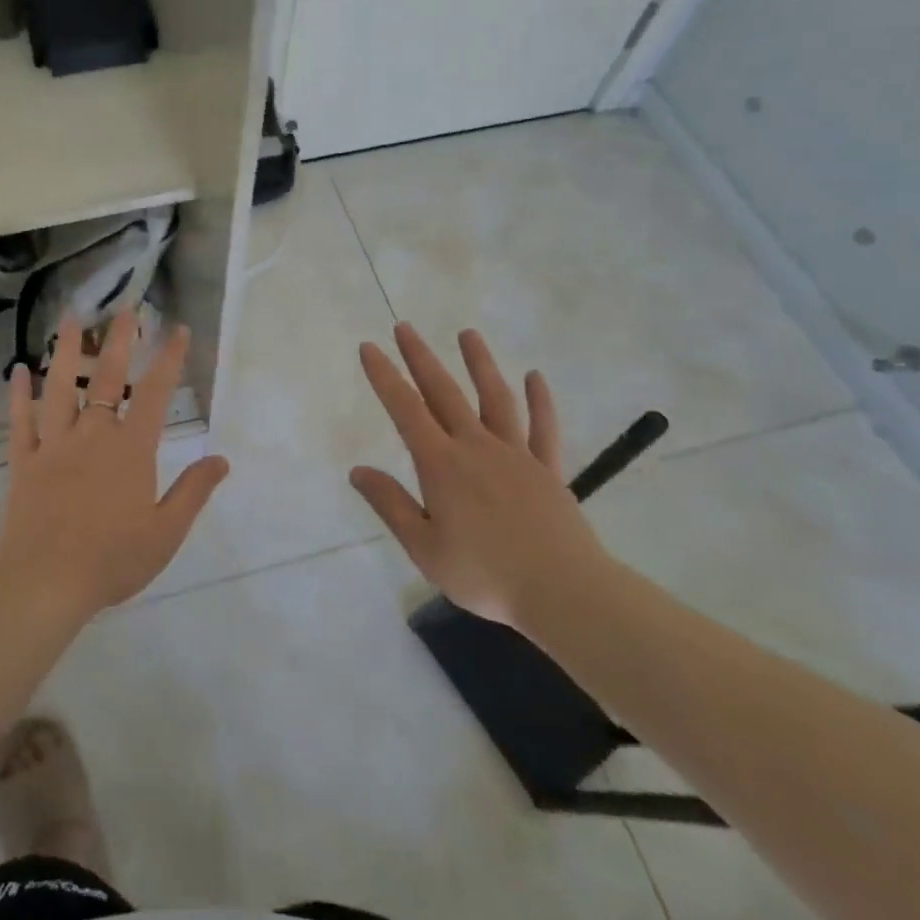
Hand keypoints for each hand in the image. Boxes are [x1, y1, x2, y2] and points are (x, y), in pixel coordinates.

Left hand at [0, 309, 230, 617]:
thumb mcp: (166, 532)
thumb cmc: (112, 559)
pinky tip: (17, 370)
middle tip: (124, 307)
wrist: (45, 583)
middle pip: (106, 376)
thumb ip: (193, 491)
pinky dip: (18, 395)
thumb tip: (222, 459)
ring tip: (70, 317)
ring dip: (65, 350)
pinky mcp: (23, 462)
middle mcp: (93, 435)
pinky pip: (20, 422)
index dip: (168, 358)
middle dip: (118, 339)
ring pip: (60, 387)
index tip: (177, 329)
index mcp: (130, 449)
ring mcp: (54, 445)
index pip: (155, 393)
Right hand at [351, 323, 613, 634]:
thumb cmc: (485, 575)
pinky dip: (539, 400)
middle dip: (421, 358)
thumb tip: (357, 471)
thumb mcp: (424, 548)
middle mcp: (476, 447)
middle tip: (405, 327)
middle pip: (444, 392)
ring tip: (467, 334)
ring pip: (494, 398)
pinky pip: (543, 427)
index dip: (385, 377)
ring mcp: (516, 454)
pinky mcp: (547, 469)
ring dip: (479, 363)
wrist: (562, 593)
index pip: (405, 410)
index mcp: (441, 465)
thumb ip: (391, 504)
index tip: (370, 347)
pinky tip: (535, 376)